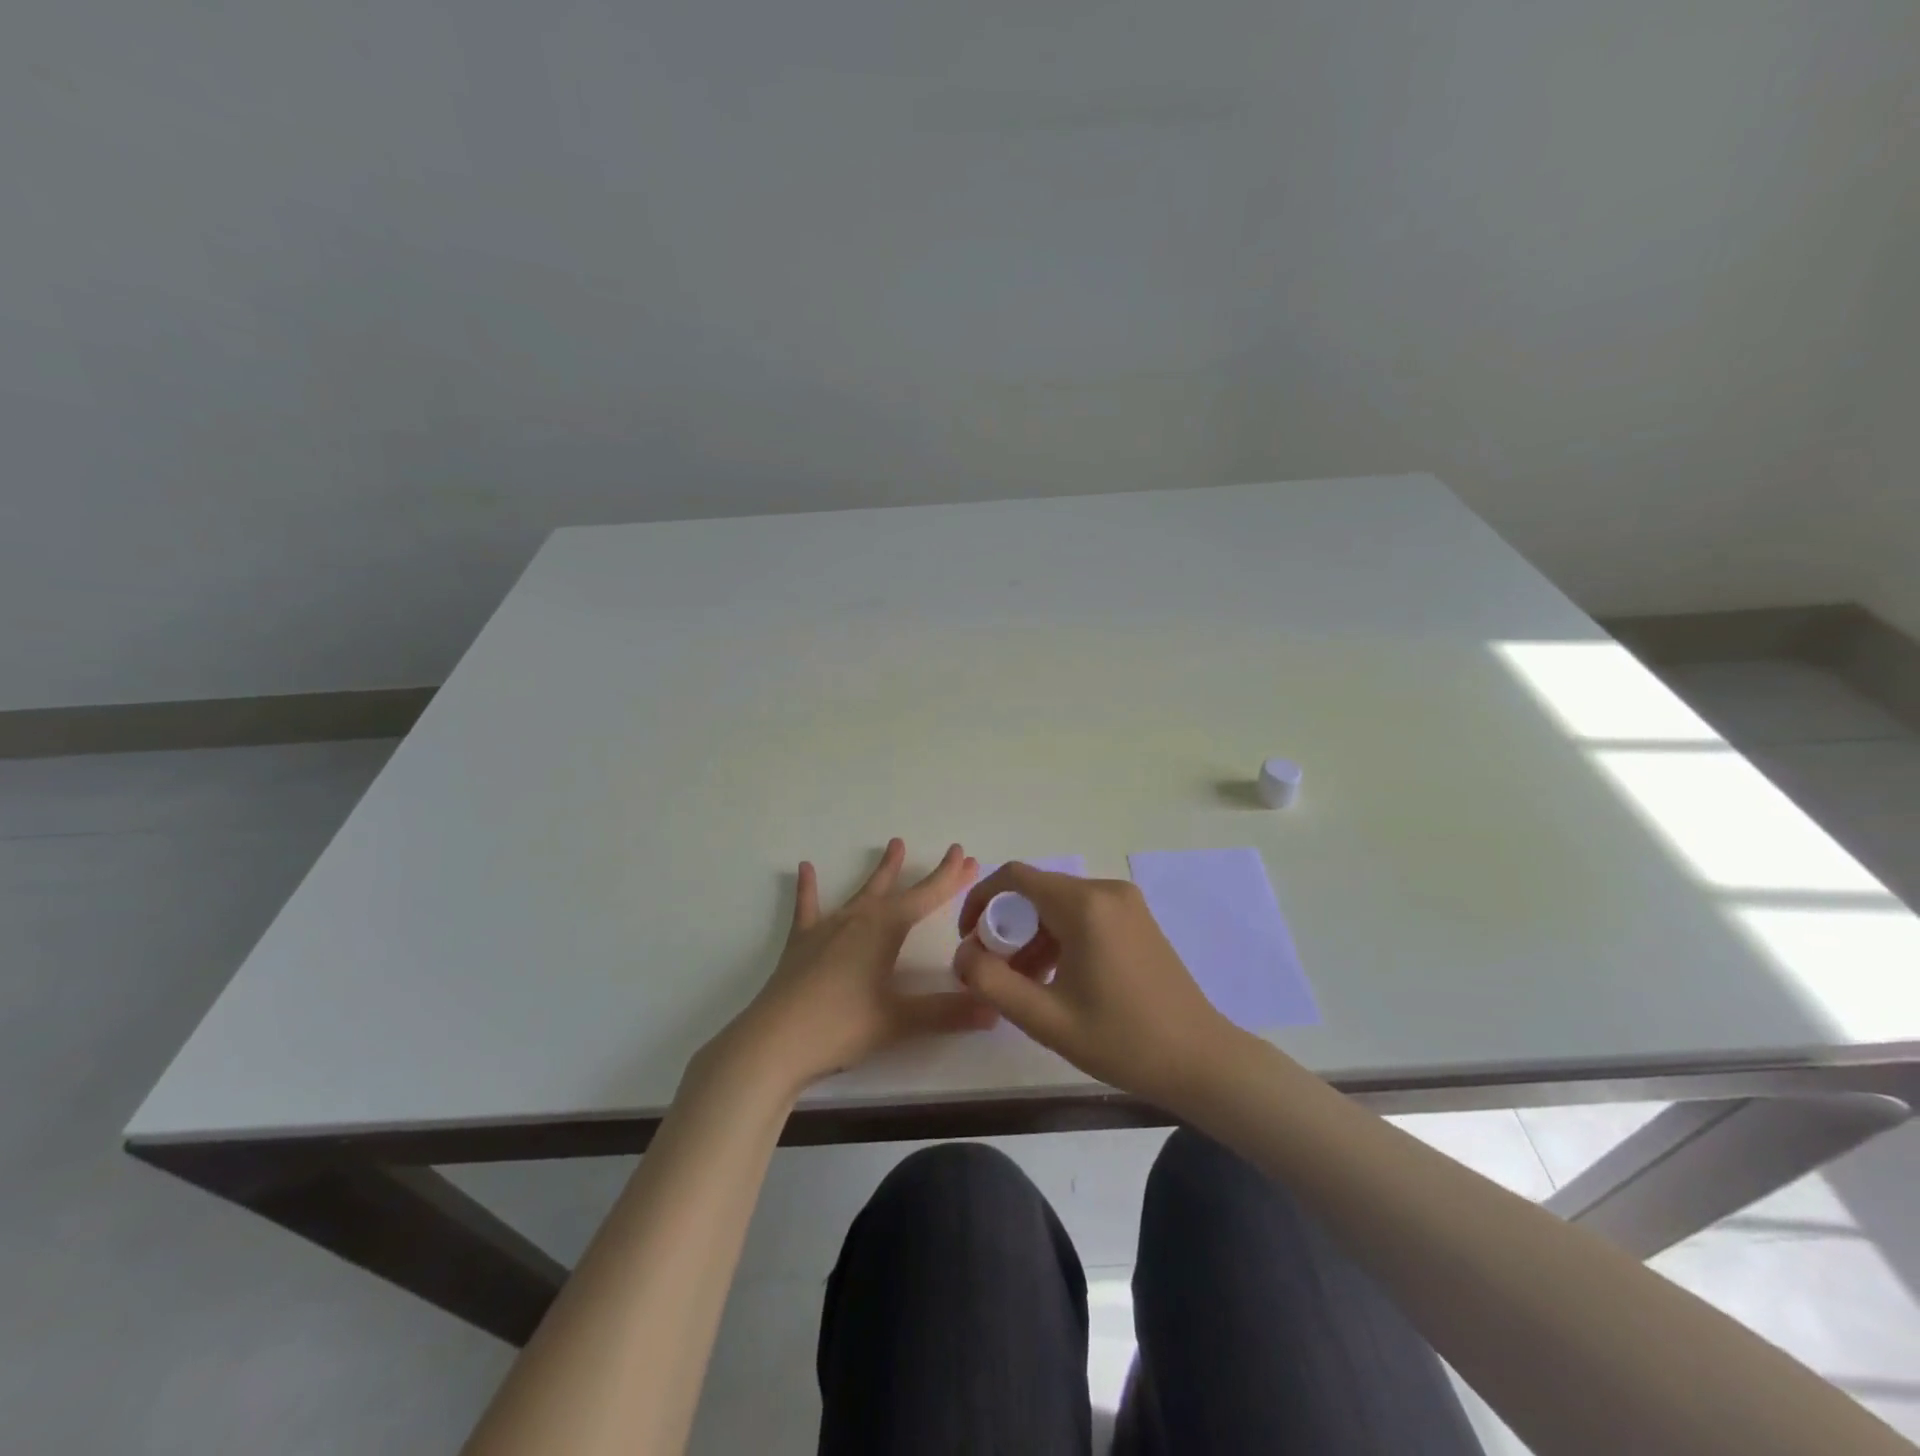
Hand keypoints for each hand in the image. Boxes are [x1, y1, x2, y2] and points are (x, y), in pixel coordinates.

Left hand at [719, 839, 993, 1094]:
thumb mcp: (898, 1021)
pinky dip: (808, 889)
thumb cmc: (840, 1027)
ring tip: (894, 844)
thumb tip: (994, 1010)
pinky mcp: (801, 944)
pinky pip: (808, 908)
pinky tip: (805, 867)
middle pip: (900, 890)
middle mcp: (858, 920)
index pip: (926, 897)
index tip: (968, 856)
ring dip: (881, 872)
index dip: (949, 878)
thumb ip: (946, 1013)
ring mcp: (827, 928)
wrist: (773, 1043)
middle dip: (927, 874)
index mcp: (884, 931)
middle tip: (950, 853)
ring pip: (861, 892)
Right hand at [953, 864, 1233, 1107]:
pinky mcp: (1138, 919)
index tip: (969, 940)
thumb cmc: (1122, 1040)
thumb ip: (992, 983)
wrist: (1201, 1060)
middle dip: (1007, 926)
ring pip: (1060, 905)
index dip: (980, 901)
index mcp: (1085, 905)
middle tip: (996, 971)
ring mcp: (1127, 903)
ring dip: (1033, 936)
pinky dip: (1060, 937)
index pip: (1014, 877)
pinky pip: (1084, 915)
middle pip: (1037, 892)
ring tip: (1024, 984)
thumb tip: (962, 955)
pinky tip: (1057, 979)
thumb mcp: (1046, 1018)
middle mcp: (1106, 891)